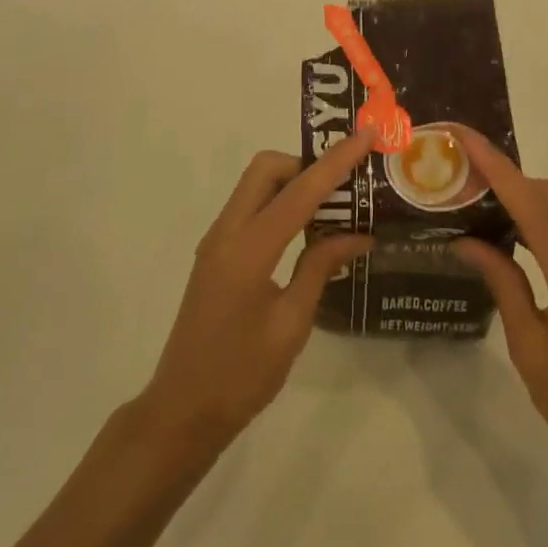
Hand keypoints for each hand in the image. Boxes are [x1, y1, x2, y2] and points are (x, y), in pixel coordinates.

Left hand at [138, 130, 375, 457]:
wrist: (182, 410)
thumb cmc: (241, 376)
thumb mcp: (291, 325)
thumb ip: (320, 268)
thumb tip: (358, 235)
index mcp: (247, 250)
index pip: (298, 192)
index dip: (335, 163)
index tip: (365, 136)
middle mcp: (226, 233)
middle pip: (266, 170)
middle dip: (306, 163)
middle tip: (346, 183)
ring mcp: (216, 241)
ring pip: (255, 186)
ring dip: (293, 182)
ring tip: (335, 202)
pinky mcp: (216, 254)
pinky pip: (250, 209)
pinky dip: (279, 204)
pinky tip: (307, 229)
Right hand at [451, 130, 547, 497]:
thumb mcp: (529, 345)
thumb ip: (502, 283)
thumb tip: (467, 240)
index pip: (529, 202)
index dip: (494, 165)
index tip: (463, 137)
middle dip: (505, 175)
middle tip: (460, 176)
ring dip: (522, 196)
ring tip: (478, 200)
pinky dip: (538, 219)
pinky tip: (510, 235)